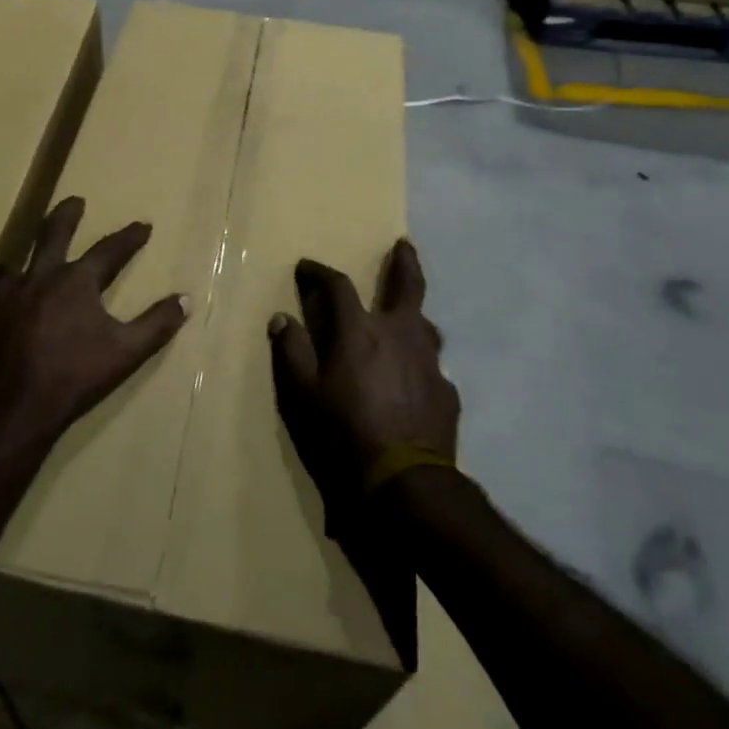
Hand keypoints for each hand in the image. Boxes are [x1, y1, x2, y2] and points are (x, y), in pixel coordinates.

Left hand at [0, 197, 189, 462]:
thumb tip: (186, 299)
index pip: (109, 250)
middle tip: (75, 201)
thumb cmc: (74, 377)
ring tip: (30, 253)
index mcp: (77, 282)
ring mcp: (8, 295)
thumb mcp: (126, 352)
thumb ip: (156, 324)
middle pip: (54, 234)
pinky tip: (3, 293)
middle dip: (67, 215)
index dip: (129, 238)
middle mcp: (41, 278)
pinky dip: (3, 285)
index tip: (143, 225)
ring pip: (18, 260)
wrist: (12, 406)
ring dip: (29, 253)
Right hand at [269, 239, 459, 522]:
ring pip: (426, 324)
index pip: (338, 286)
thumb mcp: (304, 395)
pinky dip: (418, 363)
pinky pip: (431, 366)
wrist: (406, 484)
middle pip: (407, 285)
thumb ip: (292, 352)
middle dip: (404, 262)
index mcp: (361, 331)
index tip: (307, 267)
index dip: (320, 273)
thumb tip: (281, 318)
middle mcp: (401, 334)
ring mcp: (430, 362)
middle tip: (403, 245)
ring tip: (407, 317)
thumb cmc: (345, 433)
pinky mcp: (447, 391)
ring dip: (414, 314)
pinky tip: (413, 381)